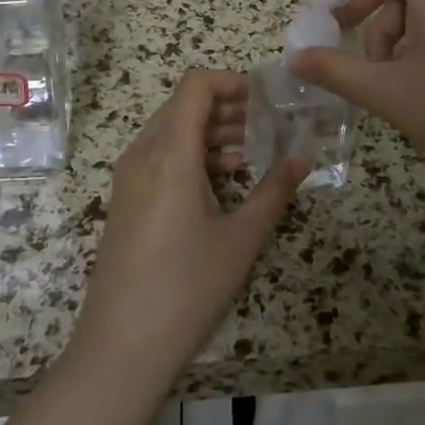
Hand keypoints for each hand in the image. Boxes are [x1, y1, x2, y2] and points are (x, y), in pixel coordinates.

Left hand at [71, 71, 307, 391]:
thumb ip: (274, 191)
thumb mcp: (241, 238)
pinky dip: (191, 154)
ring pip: (170, 131)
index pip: (195, 85)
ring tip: (250, 153)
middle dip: (226, 107)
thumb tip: (302, 159)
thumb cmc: (187, 286)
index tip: (265, 99)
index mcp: (169, 152)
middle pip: (183, 105)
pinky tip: (221, 181)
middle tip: (266, 125)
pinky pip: (158, 156)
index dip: (231, 81)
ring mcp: (128, 177)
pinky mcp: (125, 199)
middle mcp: (143, 153)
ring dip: (209, 131)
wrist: (121, 343)